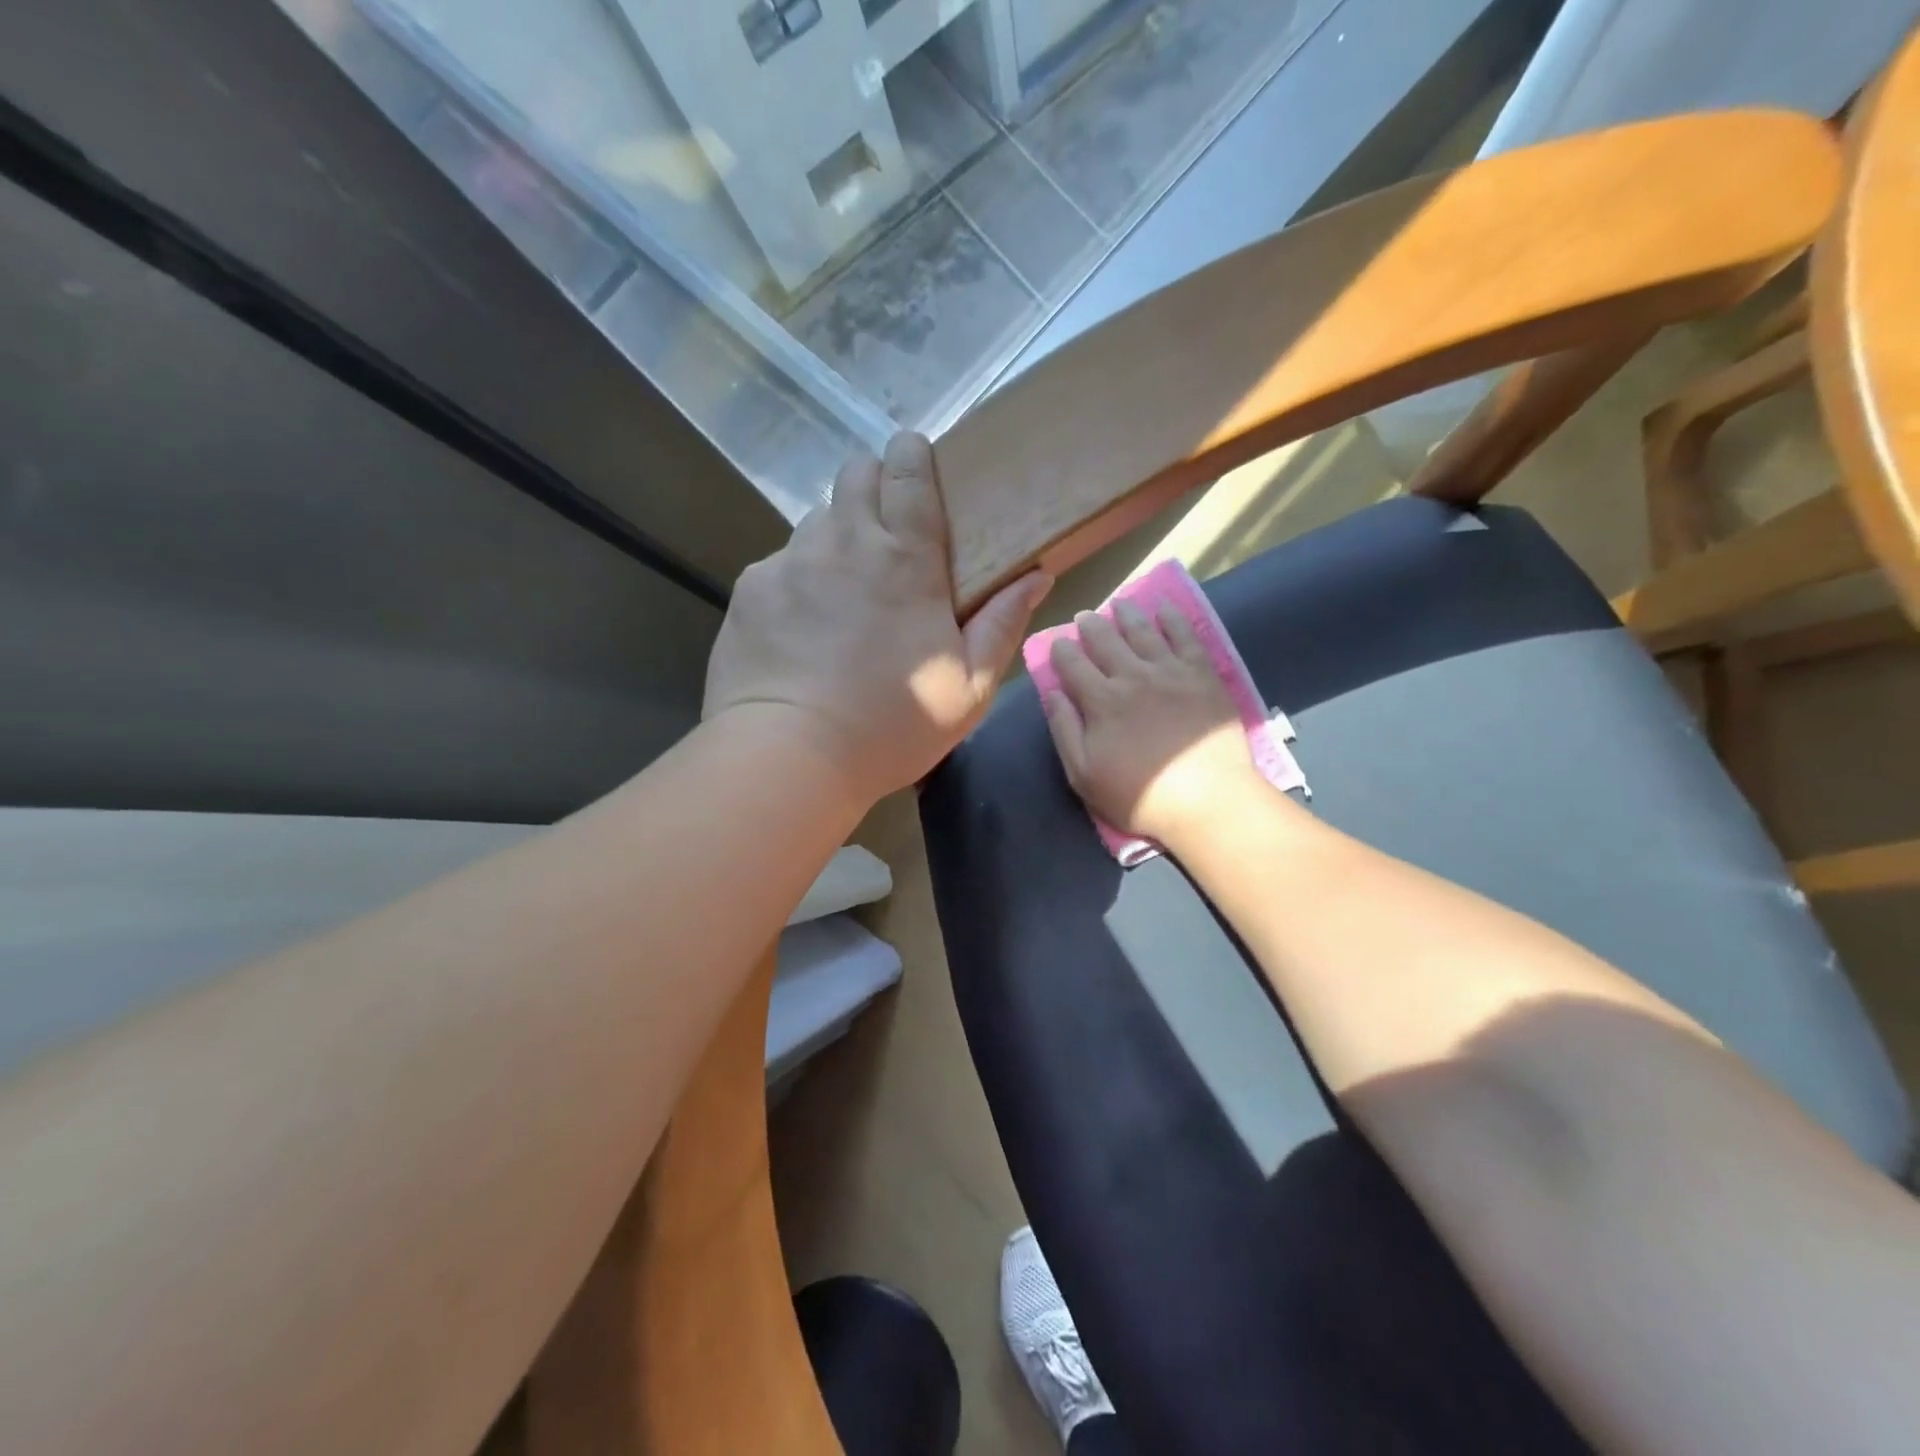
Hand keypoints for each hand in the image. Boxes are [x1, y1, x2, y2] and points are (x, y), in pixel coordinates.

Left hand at [705, 432, 1050, 807]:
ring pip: (817, 518)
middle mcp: (845, 543)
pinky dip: (797, 579)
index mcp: (906, 561)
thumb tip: (1036, 575)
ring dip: (836, 534)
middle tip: (885, 527)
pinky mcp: (751, 588)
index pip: (908, 473)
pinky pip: (780, 563)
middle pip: (855, 473)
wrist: (790, 755)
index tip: (915, 457)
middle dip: (873, 482)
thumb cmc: (892, 726)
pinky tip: (801, 625)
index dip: (912, 454)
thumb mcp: (969, 688)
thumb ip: (1002, 625)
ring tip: (842, 584)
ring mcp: (791, 561)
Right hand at [1042, 602, 1261, 848]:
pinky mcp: (1201, 673)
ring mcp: (1169, 671)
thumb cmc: (1140, 796)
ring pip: (1142, 631)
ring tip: (1119, 604)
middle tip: (1085, 617)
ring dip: (1126, 614)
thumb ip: (1065, 731)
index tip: (1058, 644)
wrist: (1208, 800)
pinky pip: (1185, 635)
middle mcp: (1132, 676)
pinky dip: (1172, 617)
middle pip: (1105, 640)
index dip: (1061, 650)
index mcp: (1100, 701)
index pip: (1072, 664)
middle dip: (1090, 625)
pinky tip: (1164, 607)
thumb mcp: (1084, 775)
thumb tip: (1052, 693)